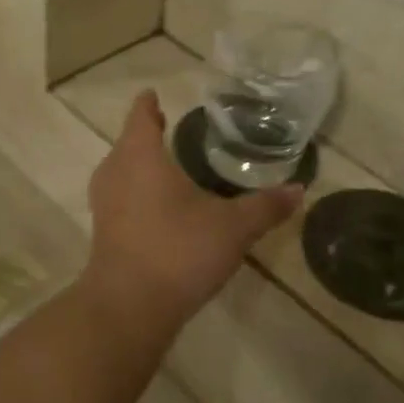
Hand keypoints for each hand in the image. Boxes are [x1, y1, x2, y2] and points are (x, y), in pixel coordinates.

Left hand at [82, 90, 300, 327]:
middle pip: (128, 143)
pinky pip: (119, 198)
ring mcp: (104, 204)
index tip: (153, 95)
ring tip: (163, 164)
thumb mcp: (232, 228)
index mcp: (141, 156)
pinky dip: (135, 192)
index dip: (148, 106)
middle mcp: (115, 172)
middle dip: (145, 134)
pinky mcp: (103, 232)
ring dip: (137, 164)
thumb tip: (300, 189)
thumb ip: (265, 206)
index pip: (141, 118)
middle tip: (167, 127)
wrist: (129, 307)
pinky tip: (156, 207)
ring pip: (120, 171)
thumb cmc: (179, 250)